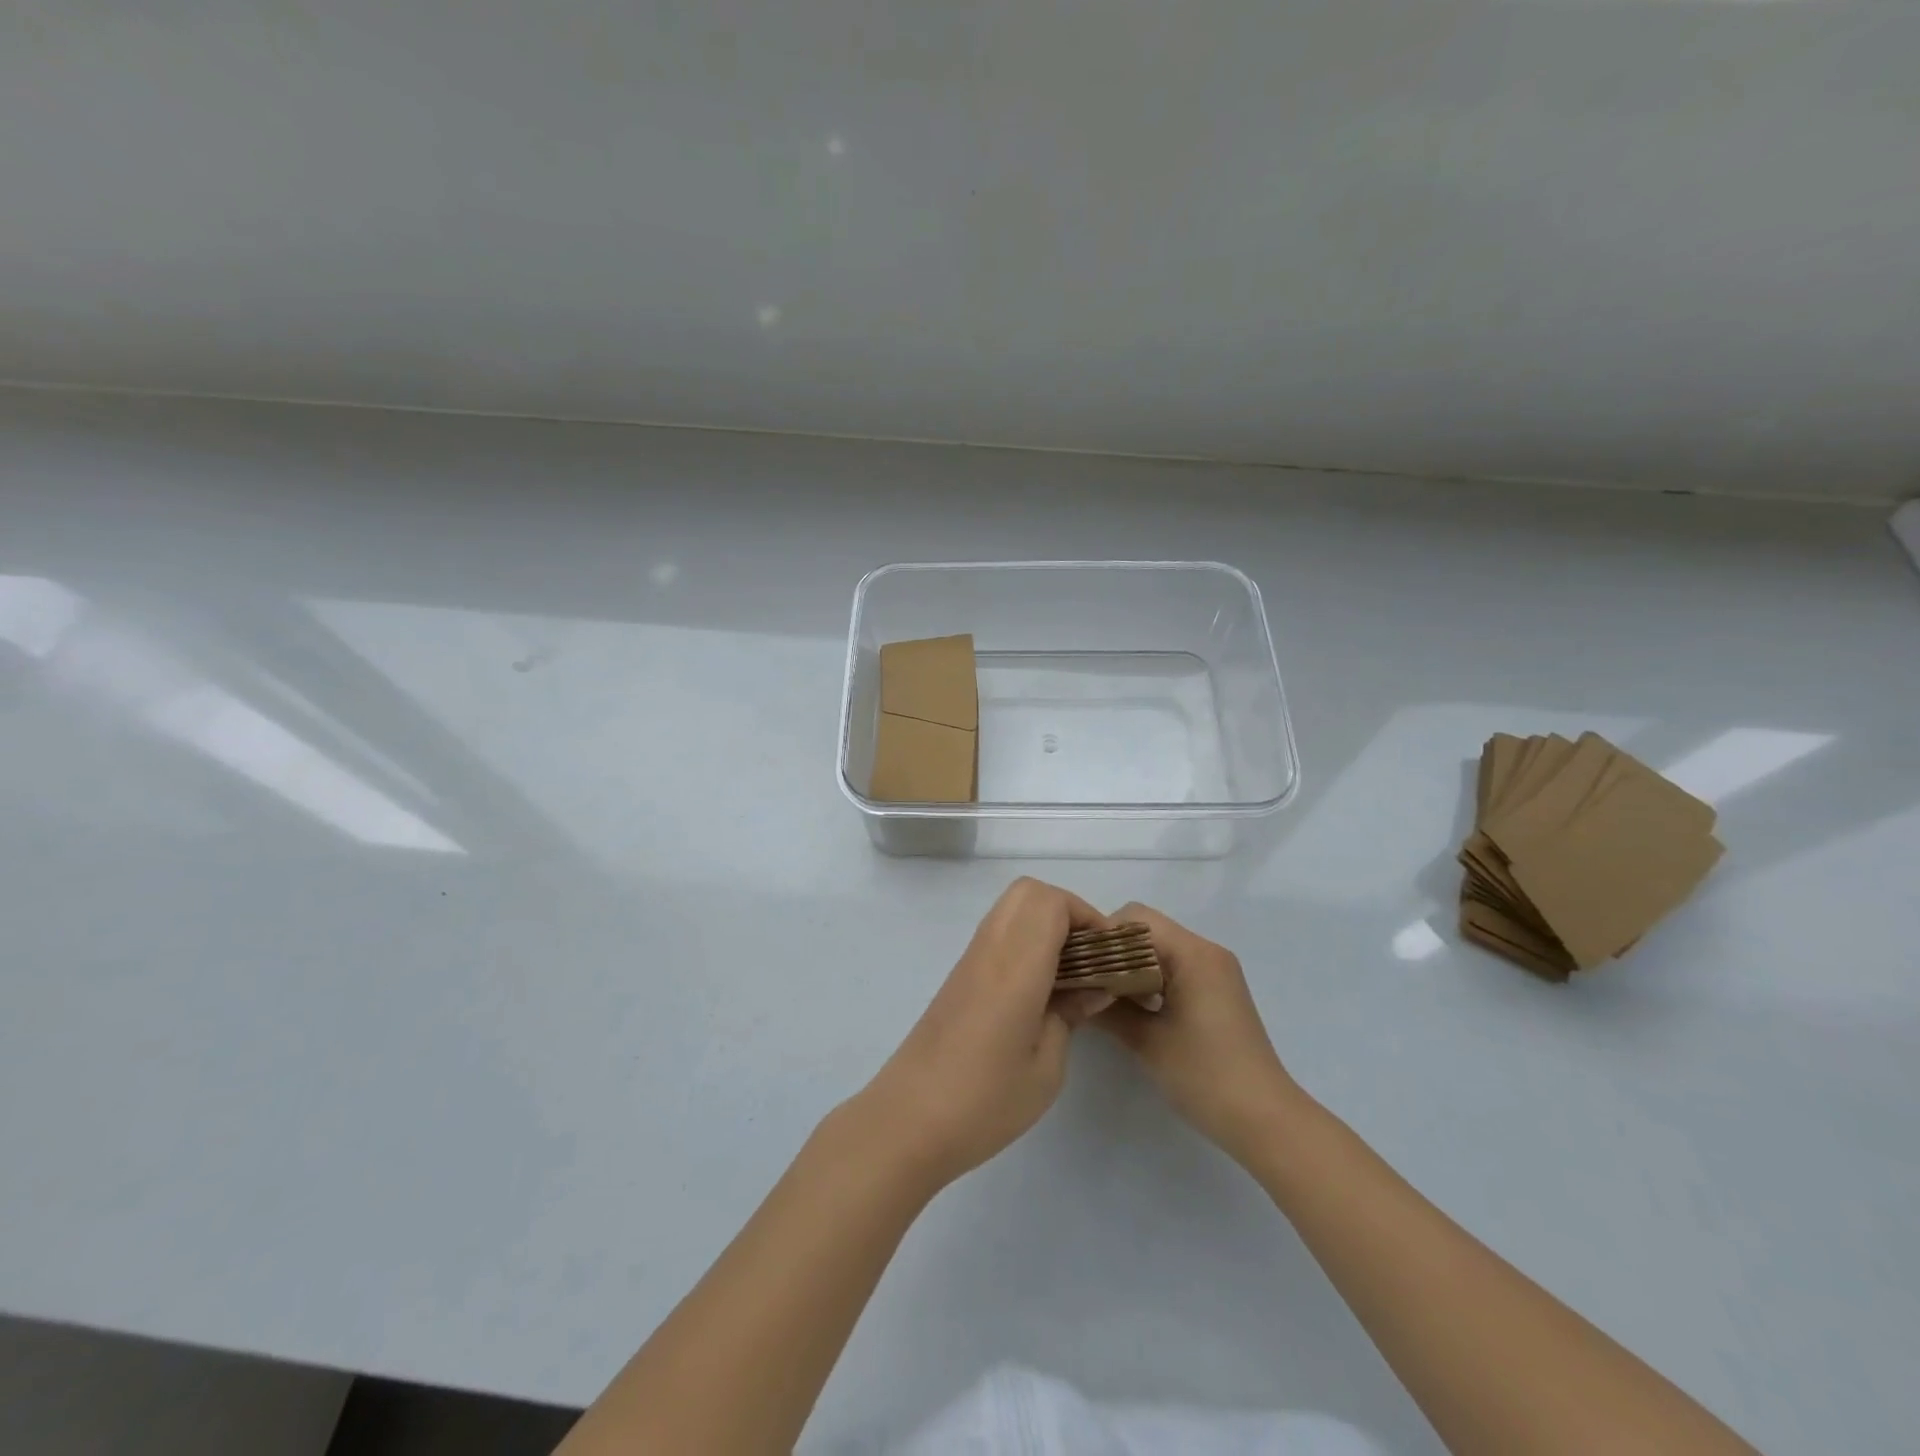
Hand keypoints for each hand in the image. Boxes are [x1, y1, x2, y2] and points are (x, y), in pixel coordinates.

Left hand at [856, 878, 1114, 1190]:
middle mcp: (990, 949)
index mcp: (1014, 966)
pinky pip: (997, 935)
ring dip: (1044, 925)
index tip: (1108, 956)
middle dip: (1067, 912)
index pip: (1051, 902)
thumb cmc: (984, 1101)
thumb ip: (1071, 1014)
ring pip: (1011, 909)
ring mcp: (970, 960)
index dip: (1087, 917)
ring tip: (1069, 975)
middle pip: (1028, 892)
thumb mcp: (1046, 1067)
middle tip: (1088, 958)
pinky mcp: (959, 976)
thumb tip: (1094, 987)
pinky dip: (1024, 942)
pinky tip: (1038, 990)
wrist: (907, 1120)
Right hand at [1096, 903, 1305, 1166]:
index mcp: (1193, 954)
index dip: (1103, 937)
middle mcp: (1207, 952)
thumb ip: (1108, 1008)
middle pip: (1147, 930)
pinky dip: (1149, 979)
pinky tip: (1131, 1008)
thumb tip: (1074, 988)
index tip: (1079, 965)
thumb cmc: (1206, 1076)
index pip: (1136, 919)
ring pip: (1159, 950)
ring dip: (1130, 966)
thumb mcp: (1147, 1041)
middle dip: (1114, 951)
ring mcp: (1214, 972)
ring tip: (1102, 995)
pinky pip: (1173, 968)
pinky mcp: (1216, 992)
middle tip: (1086, 980)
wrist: (1265, 1121)